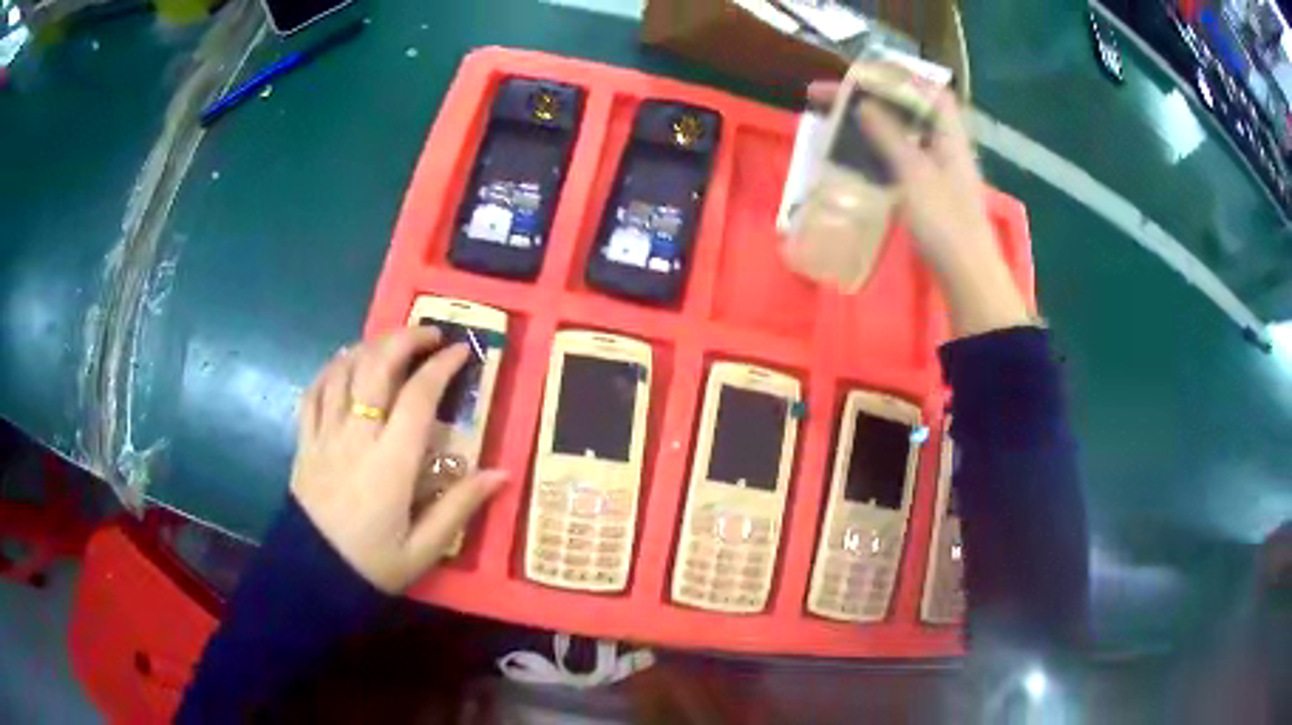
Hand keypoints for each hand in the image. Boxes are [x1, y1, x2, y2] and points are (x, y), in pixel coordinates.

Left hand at [291, 328, 507, 593]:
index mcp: (391, 463)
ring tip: (389, 343)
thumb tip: (502, 473)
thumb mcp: (424, 549)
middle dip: (404, 340)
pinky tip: (343, 362)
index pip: (418, 396)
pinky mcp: (305, 442)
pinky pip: (313, 392)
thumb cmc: (372, 565)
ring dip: (368, 347)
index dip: (441, 366)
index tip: (461, 351)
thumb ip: (460, 507)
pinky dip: (330, 369)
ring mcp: (325, 435)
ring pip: (343, 371)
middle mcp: (356, 437)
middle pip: (376, 368)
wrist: (312, 577)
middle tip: (428, 334)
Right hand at [807, 75, 1031, 335]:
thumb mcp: (915, 175)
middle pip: (907, 110)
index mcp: (949, 136)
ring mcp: (938, 171)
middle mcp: (945, 147)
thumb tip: (865, 104)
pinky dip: (874, 151)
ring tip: (831, 122)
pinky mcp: (929, 193)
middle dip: (869, 99)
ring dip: (867, 125)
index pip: (927, 90)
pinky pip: (898, 159)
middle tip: (827, 99)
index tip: (856, 76)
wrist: (967, 277)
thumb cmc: (945, 224)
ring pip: (900, 135)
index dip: (895, 77)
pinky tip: (852, 157)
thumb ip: (890, 137)